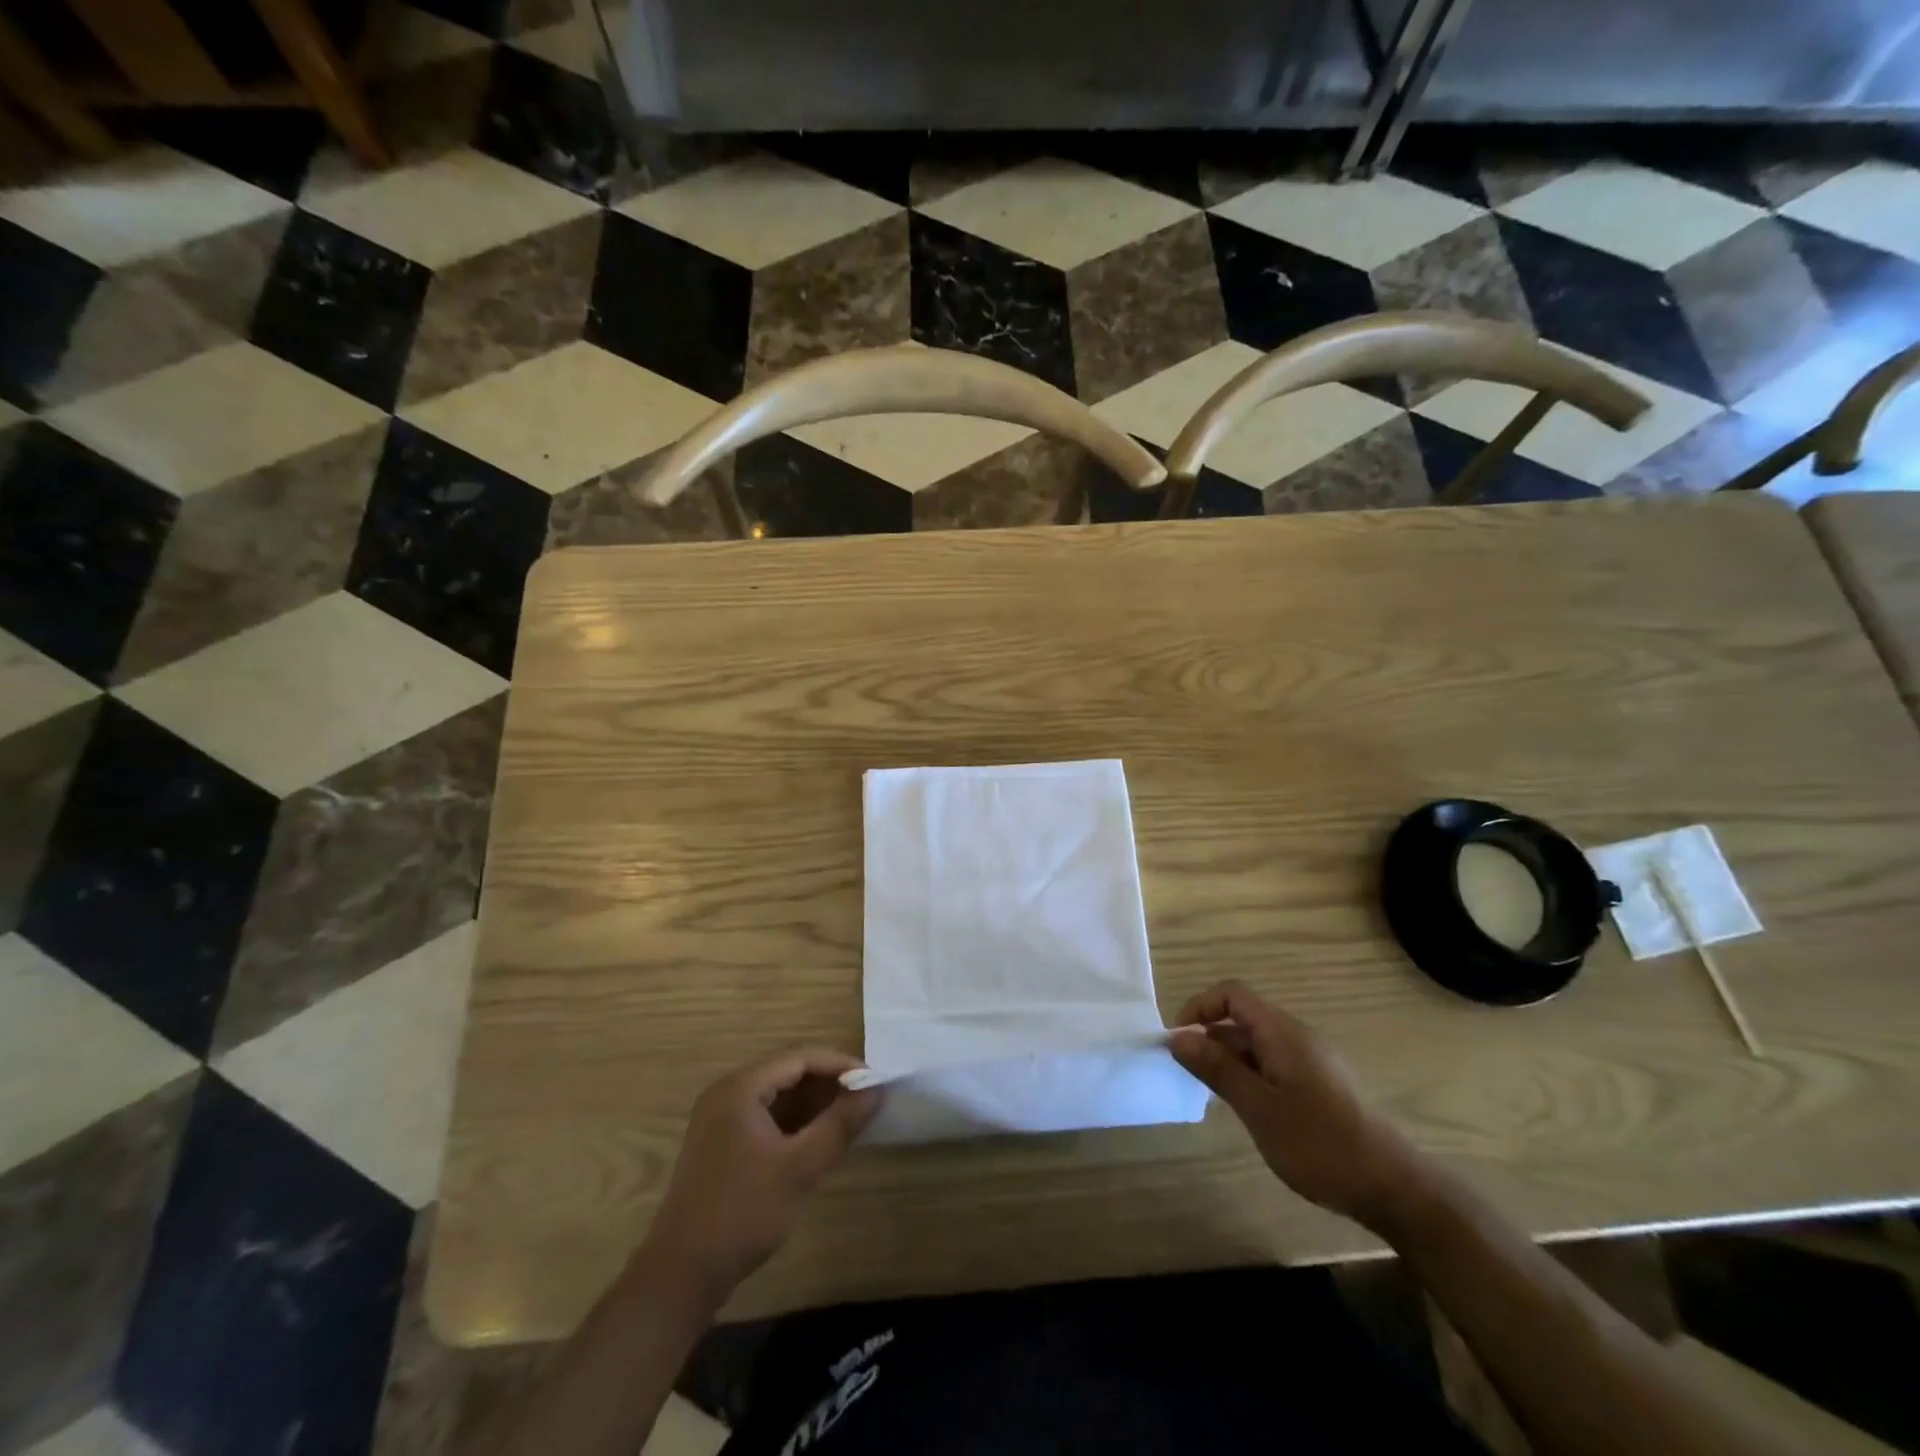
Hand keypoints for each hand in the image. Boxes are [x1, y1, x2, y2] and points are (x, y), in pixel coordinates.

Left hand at [646, 1049, 880, 1300]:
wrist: (681, 1276)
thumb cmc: (743, 1213)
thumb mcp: (800, 1168)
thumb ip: (840, 1124)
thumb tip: (877, 1089)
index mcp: (741, 1088)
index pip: (800, 1058)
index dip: (841, 1065)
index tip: (875, 1081)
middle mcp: (728, 1093)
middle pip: (789, 1073)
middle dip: (830, 1085)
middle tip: (868, 1100)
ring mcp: (722, 1120)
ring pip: (779, 1097)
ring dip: (815, 1105)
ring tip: (852, 1118)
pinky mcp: (723, 1145)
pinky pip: (767, 1118)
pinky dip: (796, 1124)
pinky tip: (821, 1139)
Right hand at [1169, 981, 1425, 1230]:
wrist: (1395, 1189)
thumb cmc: (1320, 1144)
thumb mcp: (1258, 1108)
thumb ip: (1217, 1068)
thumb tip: (1177, 1037)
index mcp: (1282, 1032)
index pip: (1231, 994)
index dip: (1199, 1008)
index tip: (1177, 1041)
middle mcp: (1297, 1036)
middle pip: (1243, 1019)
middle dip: (1210, 1039)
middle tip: (1188, 1075)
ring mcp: (1313, 1061)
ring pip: (1258, 1045)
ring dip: (1229, 1061)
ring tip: (1214, 1097)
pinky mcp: (1322, 1085)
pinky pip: (1275, 1064)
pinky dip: (1251, 1076)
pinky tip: (1249, 1111)